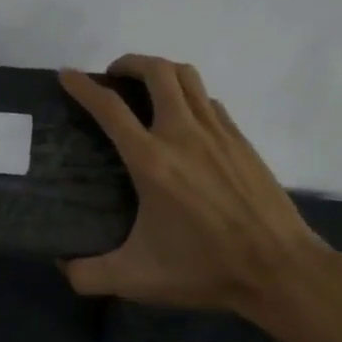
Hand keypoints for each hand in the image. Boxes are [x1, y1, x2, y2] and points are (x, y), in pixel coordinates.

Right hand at [58, 56, 341, 331]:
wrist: (280, 268)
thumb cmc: (206, 269)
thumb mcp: (138, 279)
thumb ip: (89, 274)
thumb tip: (61, 266)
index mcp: (151, 160)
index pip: (109, 108)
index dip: (83, 86)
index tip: (67, 75)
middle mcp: (183, 134)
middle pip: (156, 71)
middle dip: (129, 63)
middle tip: (113, 76)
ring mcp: (217, 132)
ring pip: (187, 77)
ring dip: (161, 70)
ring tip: (147, 85)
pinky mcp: (241, 139)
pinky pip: (209, 100)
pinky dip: (190, 96)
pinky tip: (185, 119)